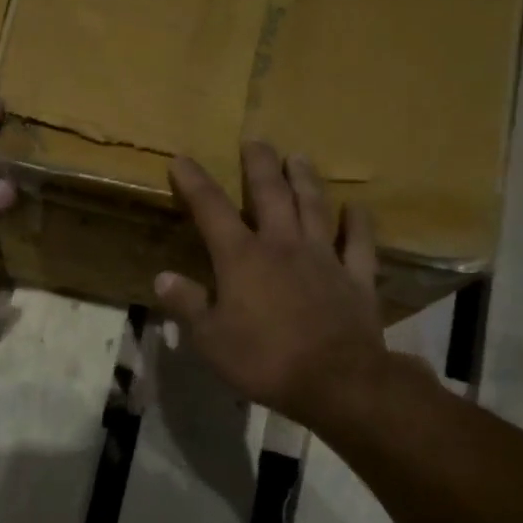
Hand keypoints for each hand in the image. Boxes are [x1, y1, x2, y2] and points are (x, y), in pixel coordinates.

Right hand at [155, 143, 401, 432]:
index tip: (182, 160)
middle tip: (255, 141)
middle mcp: (283, 245)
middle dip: (260, 165)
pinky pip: (360, 244)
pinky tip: (357, 208)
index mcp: (242, 258)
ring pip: (315, 208)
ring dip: (306, 180)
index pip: (212, 210)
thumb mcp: (210, 339)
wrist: (336, 381)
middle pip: (271, 194)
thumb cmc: (264, 360)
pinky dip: (359, 224)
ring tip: (300, 156)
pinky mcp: (357, 278)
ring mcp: (325, 258)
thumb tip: (162, 277)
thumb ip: (187, 304)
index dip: (195, 183)